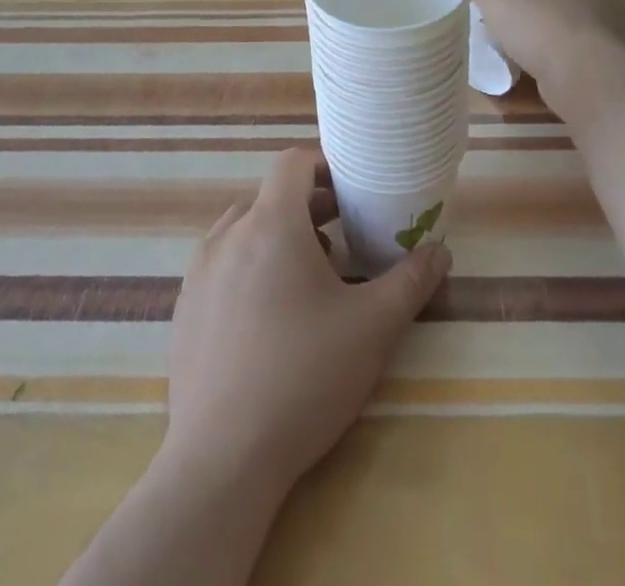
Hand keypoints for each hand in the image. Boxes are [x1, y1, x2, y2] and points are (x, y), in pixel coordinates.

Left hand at [164, 149, 450, 496]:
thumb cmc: (304, 377)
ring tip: (309, 281)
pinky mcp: (184, 310)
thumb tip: (439, 252)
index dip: (324, 165)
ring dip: (278, 239)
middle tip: (343, 241)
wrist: (222, 462)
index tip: (352, 190)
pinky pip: (221, 267)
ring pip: (244, 232)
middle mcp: (228, 236)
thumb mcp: (372, 328)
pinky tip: (269, 320)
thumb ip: (410, 281)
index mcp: (271, 224)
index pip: (293, 162)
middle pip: (271, 198)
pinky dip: (248, 269)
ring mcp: (199, 273)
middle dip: (309, 210)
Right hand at [469, 0, 624, 120]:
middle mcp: (608, 3)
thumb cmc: (540, 25)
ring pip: (620, 33)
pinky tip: (584, 80)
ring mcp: (622, 38)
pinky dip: (603, 70)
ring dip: (605, 38)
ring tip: (578, 52)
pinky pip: (615, 66)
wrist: (581, 75)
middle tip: (570, 15)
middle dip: (595, 4)